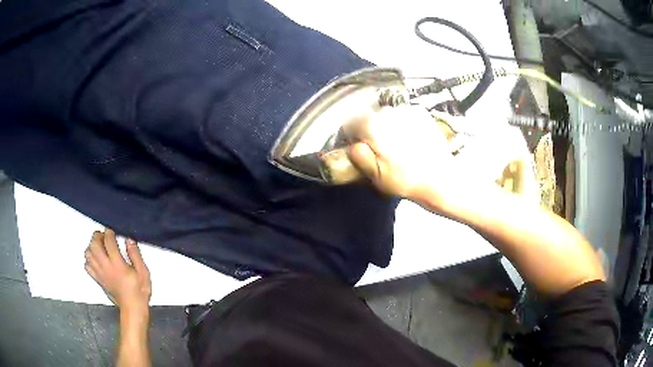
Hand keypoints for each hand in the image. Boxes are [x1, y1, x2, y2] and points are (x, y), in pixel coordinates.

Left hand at [84, 229, 151, 312]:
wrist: (133, 308)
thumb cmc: (139, 291)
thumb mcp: (143, 272)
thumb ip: (135, 255)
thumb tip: (129, 239)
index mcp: (117, 264)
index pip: (108, 241)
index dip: (109, 232)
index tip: (112, 230)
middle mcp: (106, 267)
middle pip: (94, 245)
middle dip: (97, 236)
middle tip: (103, 236)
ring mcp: (100, 273)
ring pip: (88, 254)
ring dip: (92, 246)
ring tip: (99, 246)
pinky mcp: (98, 280)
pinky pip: (87, 266)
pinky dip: (88, 259)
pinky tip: (95, 259)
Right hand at [344, 106, 455, 200]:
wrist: (441, 178)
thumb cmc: (405, 179)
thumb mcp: (375, 174)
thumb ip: (359, 155)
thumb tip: (353, 144)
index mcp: (371, 125)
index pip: (349, 125)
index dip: (352, 139)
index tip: (362, 151)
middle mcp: (387, 111)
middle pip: (369, 118)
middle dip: (370, 132)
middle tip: (382, 151)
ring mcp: (406, 110)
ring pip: (387, 116)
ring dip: (387, 127)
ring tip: (399, 146)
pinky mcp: (421, 113)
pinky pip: (404, 116)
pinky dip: (403, 124)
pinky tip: (411, 140)